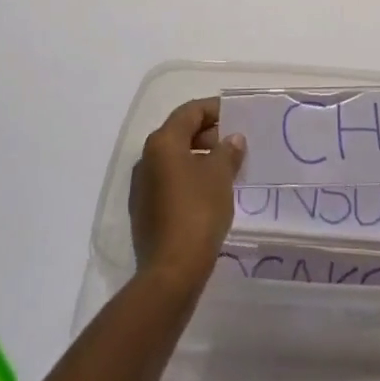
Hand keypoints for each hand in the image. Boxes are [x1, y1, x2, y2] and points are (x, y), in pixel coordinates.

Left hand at [129, 98, 244, 288]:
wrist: (171, 271)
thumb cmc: (197, 212)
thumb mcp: (220, 176)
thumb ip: (227, 151)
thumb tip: (232, 139)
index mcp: (162, 143)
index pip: (189, 112)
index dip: (214, 109)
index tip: (236, 114)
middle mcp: (146, 159)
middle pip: (179, 133)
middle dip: (207, 134)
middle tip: (234, 143)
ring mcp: (142, 187)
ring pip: (173, 159)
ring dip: (199, 157)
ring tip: (226, 168)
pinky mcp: (144, 211)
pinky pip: (169, 181)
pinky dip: (189, 177)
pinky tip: (209, 192)